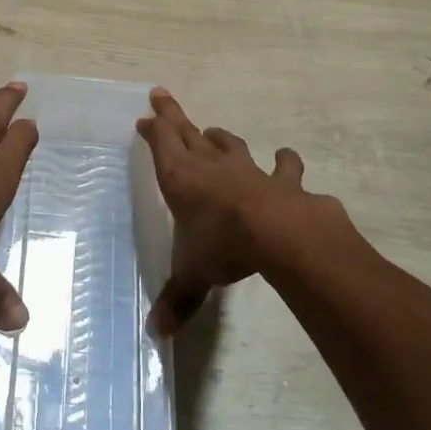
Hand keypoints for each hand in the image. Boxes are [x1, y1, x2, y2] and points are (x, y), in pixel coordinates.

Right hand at [137, 88, 331, 335]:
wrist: (278, 234)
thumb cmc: (222, 247)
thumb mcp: (194, 275)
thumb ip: (178, 299)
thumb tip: (157, 334)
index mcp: (181, 179)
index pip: (161, 144)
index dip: (152, 129)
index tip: (145, 117)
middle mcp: (210, 166)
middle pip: (187, 132)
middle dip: (172, 114)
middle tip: (161, 94)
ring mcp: (247, 169)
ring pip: (229, 144)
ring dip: (219, 138)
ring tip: (213, 132)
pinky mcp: (281, 180)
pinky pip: (282, 166)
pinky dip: (283, 161)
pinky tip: (285, 156)